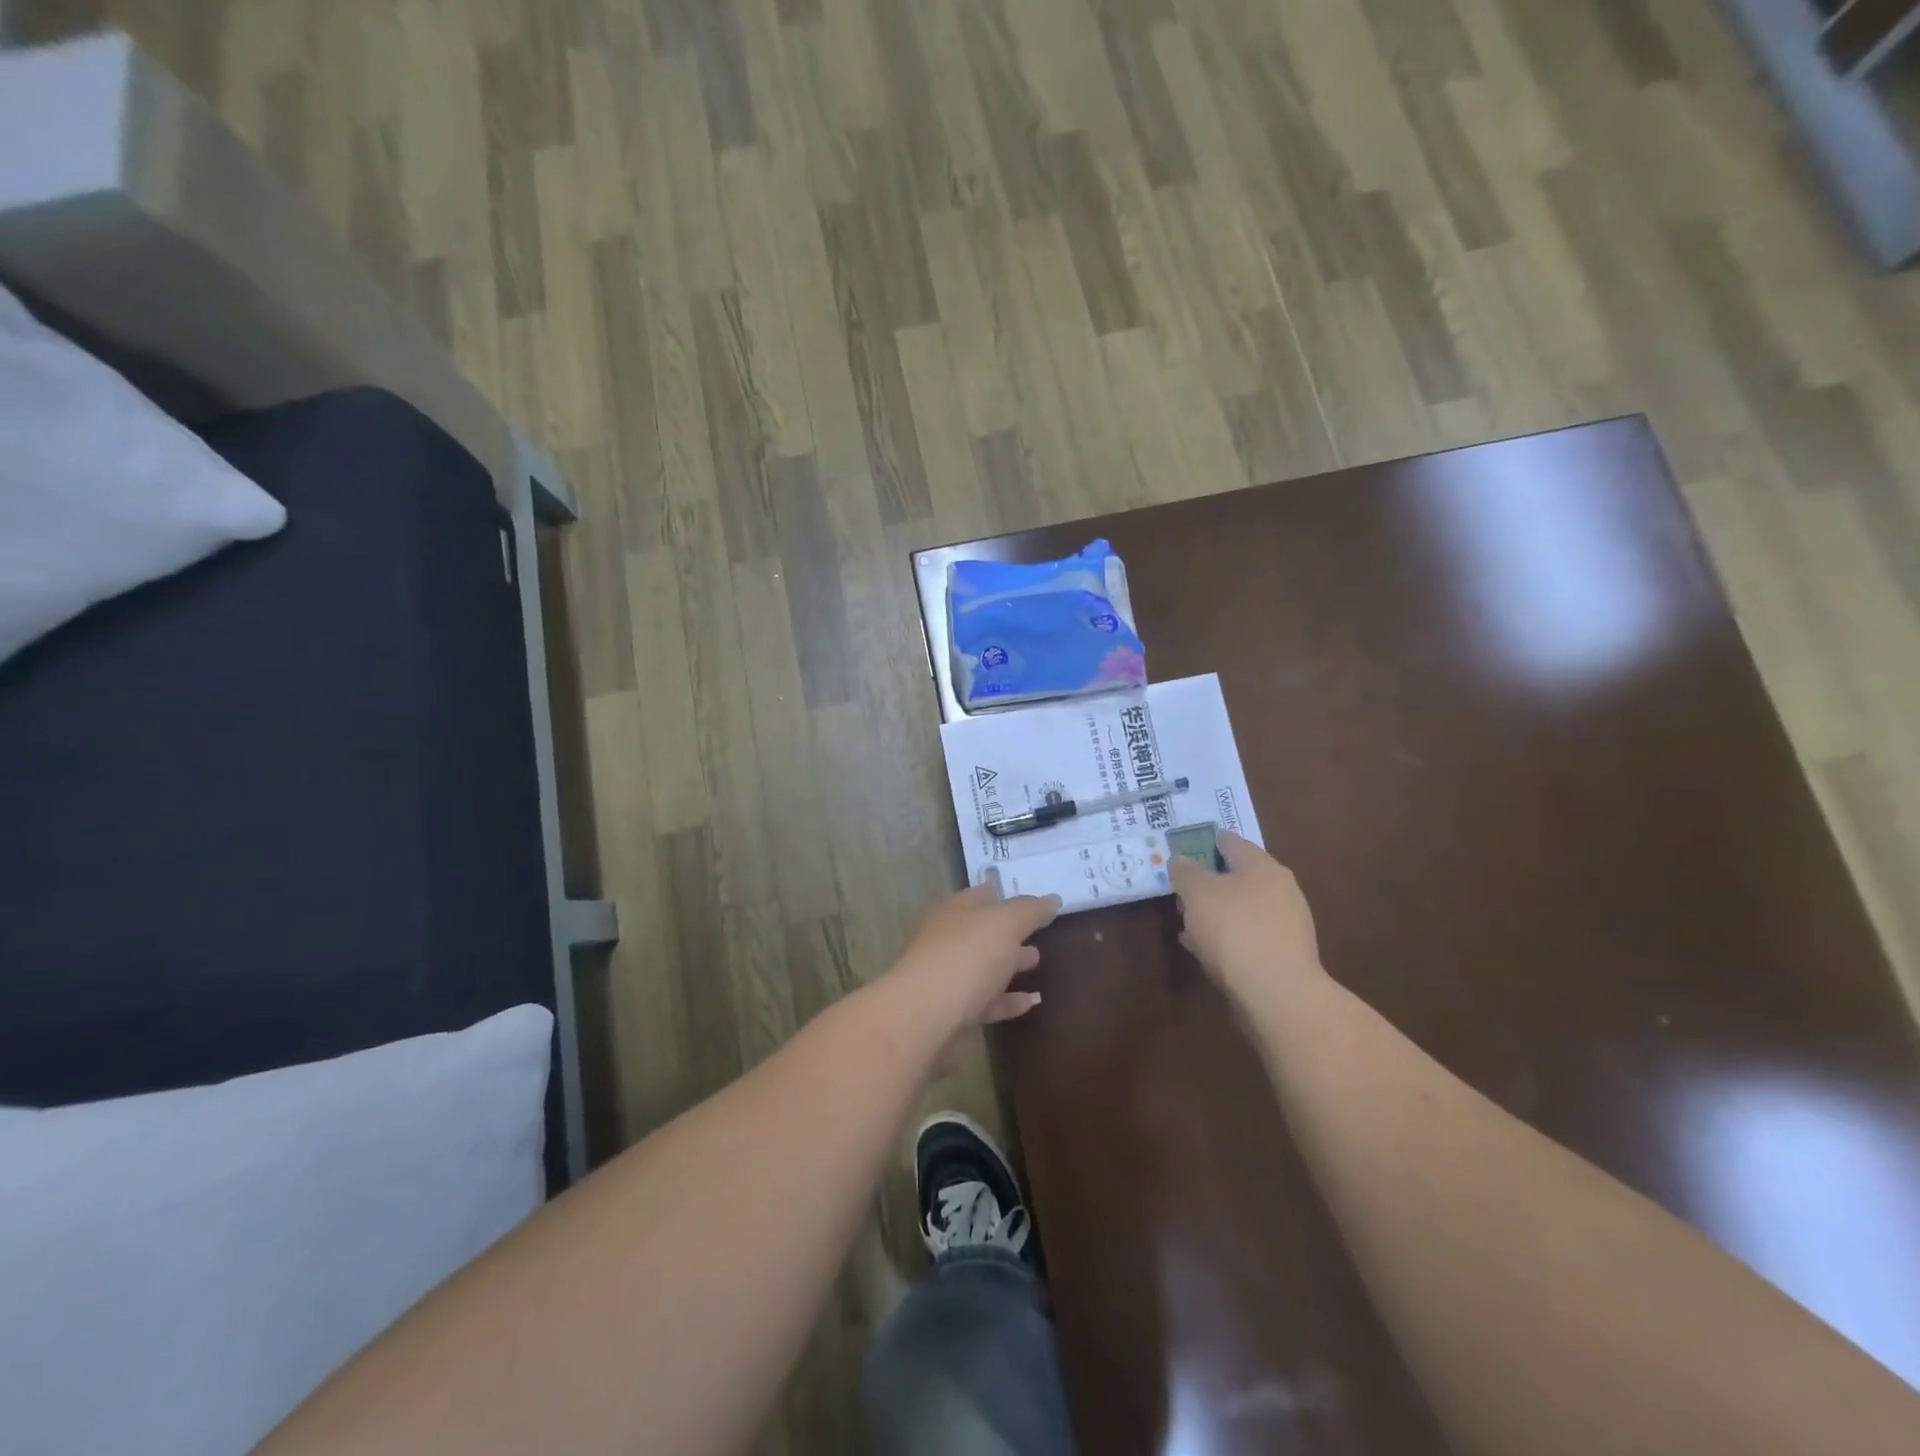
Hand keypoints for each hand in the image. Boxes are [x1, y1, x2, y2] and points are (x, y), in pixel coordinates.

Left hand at [885, 880, 1061, 1041]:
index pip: (983, 895)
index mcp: (956, 910)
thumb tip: (1052, 899)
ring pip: (984, 965)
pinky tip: (1032, 1002)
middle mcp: (948, 938)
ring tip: (1038, 963)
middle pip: (983, 931)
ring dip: (1010, 964)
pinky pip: (986, 1001)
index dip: (1008, 895)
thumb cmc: (966, 957)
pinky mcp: (952, 1012)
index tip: (1034, 902)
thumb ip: (1030, 910)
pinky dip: (1008, 1000)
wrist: (925, 1017)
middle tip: (1040, 934)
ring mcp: (948, 976)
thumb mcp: (1005, 924)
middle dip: (1010, 932)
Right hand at [1169, 832, 1322, 1008]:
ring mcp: (1286, 924)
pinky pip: (1248, 936)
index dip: (1204, 841)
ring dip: (1215, 912)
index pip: (1230, 841)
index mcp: (1262, 866)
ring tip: (1188, 924)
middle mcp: (1281, 889)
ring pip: (1242, 908)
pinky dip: (1227, 937)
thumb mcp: (1197, 893)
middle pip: (1237, 876)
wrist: (1278, 994)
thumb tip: (1181, 860)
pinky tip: (1206, 950)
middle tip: (1180, 891)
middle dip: (1208, 882)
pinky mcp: (1285, 955)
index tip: (1181, 849)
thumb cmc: (1234, 931)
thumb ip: (1185, 871)